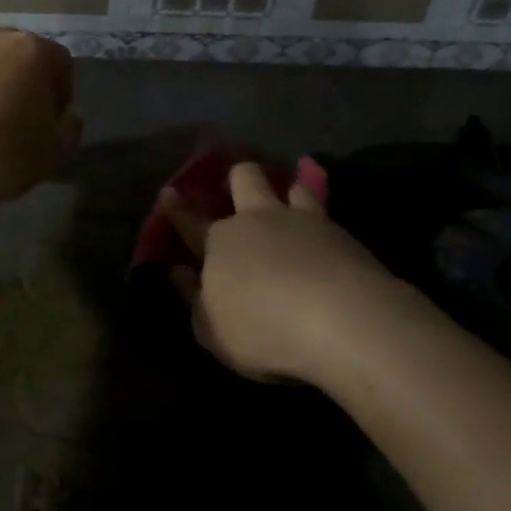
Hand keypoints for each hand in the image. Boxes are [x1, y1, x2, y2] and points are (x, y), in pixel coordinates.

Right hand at [162, 162, 399, 384]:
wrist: (340, 318)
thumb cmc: (263, 329)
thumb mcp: (213, 331)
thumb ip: (195, 299)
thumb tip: (180, 272)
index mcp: (220, 242)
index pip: (191, 223)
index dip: (177, 210)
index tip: (169, 192)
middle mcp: (257, 219)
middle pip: (244, 178)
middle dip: (237, 179)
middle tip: (239, 189)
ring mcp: (302, 221)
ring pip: (291, 188)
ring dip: (287, 194)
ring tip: (291, 206)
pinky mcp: (340, 233)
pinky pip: (326, 215)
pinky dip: (321, 224)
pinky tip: (327, 240)